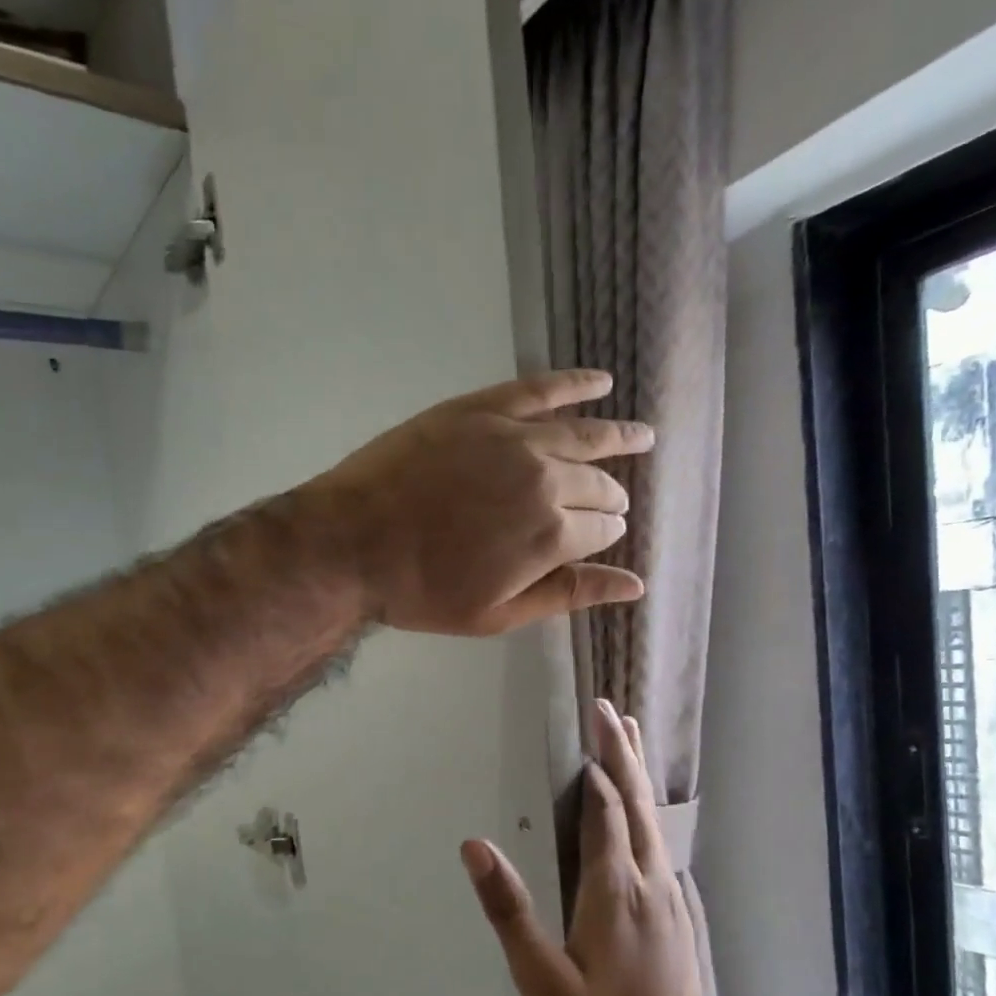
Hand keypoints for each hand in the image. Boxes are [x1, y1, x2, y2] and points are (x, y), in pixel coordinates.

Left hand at [302, 370, 651, 636]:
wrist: (352, 543)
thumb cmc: (423, 590)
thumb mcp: (498, 613)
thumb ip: (568, 594)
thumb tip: (634, 586)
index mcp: (552, 535)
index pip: (601, 528)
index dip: (605, 533)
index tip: (602, 534)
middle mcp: (547, 480)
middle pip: (597, 484)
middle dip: (610, 496)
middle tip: (612, 501)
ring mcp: (516, 438)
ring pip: (582, 435)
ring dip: (618, 437)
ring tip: (643, 436)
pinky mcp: (482, 409)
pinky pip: (541, 388)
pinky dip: (576, 383)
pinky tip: (601, 382)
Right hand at [460, 701, 721, 995]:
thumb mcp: (539, 975)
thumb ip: (509, 907)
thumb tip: (474, 846)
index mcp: (615, 890)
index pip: (606, 810)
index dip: (597, 768)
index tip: (590, 726)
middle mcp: (651, 883)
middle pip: (639, 804)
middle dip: (624, 755)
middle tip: (614, 712)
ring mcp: (673, 901)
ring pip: (657, 824)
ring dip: (641, 779)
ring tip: (633, 745)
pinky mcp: (682, 920)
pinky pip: (665, 848)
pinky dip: (652, 817)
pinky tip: (648, 822)